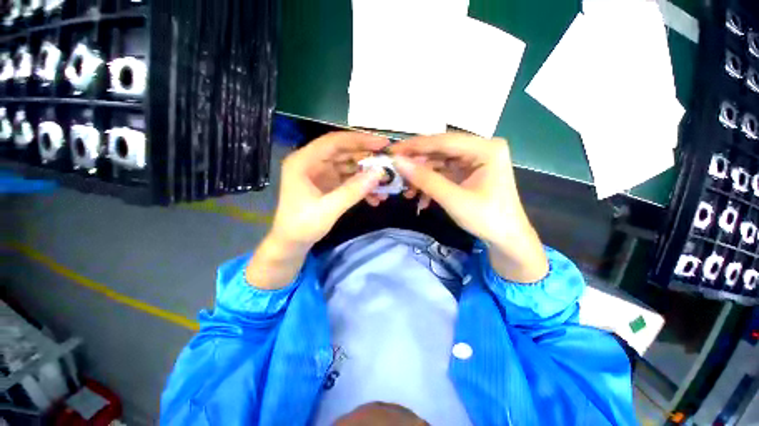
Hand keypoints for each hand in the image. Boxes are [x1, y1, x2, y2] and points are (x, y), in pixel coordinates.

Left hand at [271, 131, 388, 245]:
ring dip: (367, 175)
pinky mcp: (329, 185)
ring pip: (349, 167)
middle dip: (367, 159)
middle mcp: (313, 163)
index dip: (360, 140)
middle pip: (344, 153)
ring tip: (385, 185)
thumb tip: (379, 174)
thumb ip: (353, 191)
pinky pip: (349, 180)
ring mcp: (322, 174)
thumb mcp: (328, 209)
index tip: (383, 143)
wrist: (291, 244)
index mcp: (304, 161)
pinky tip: (375, 198)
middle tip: (389, 164)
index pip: (334, 141)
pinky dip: (362, 186)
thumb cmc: (302, 226)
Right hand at [391, 134, 547, 282]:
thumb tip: (397, 162)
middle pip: (440, 150)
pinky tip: (420, 197)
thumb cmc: (487, 219)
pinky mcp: (467, 172)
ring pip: (438, 162)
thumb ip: (425, 179)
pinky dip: (429, 184)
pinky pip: (442, 173)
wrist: (506, 239)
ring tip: (406, 190)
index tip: (392, 151)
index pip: (444, 140)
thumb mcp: (453, 199)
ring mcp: (473, 160)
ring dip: (421, 177)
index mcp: (486, 148)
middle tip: (394, 171)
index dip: (415, 146)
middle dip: (417, 164)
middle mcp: (480, 148)